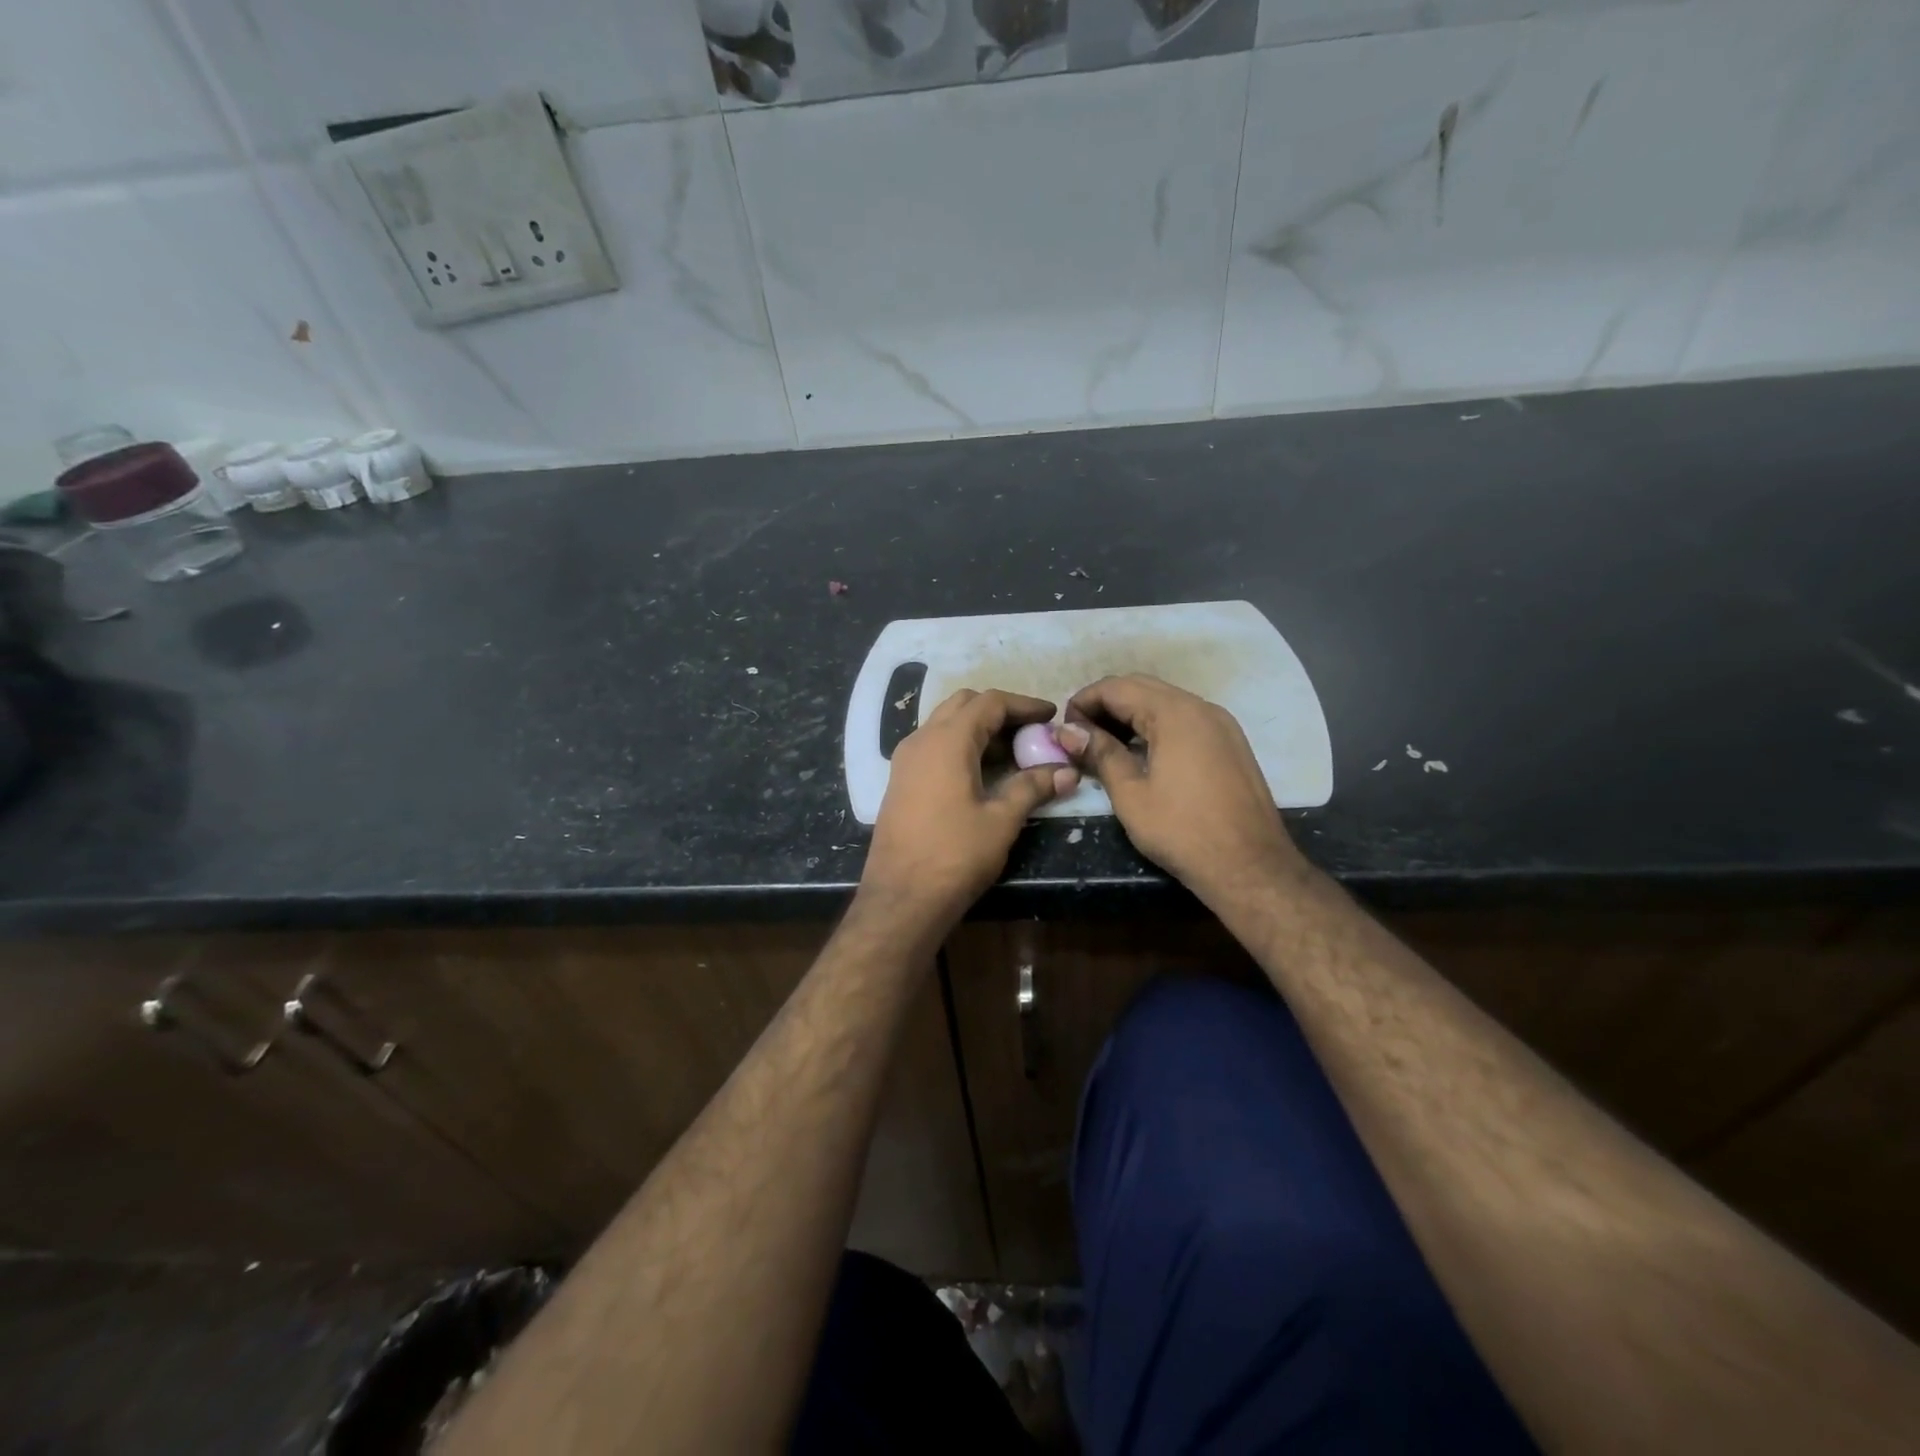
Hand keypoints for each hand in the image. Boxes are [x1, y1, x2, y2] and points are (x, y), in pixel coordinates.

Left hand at [861, 689, 1078, 930]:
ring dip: (978, 728)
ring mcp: (905, 760)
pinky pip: (933, 746)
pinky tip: (981, 772)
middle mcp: (921, 740)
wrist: (901, 897)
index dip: (1024, 705)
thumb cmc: (955, 855)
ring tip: (1011, 752)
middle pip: (964, 704)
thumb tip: (1067, 772)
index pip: (990, 702)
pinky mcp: (900, 781)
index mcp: (947, 741)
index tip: (1051, 715)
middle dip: (999, 711)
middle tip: (1031, 732)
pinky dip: (960, 746)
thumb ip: (1032, 788)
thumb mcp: (1001, 820)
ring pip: (945, 724)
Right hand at [1058, 674, 1305, 904]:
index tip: (1065, 730)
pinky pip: (1186, 719)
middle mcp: (1201, 707)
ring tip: (1105, 746)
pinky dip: (1157, 726)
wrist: (1251, 867)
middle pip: (1142, 687)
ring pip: (1166, 701)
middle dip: (1106, 705)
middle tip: (1081, 736)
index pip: (1117, 687)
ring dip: (1131, 714)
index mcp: (1175, 713)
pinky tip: (1142, 754)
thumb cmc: (1183, 832)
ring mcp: (1221, 724)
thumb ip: (1100, 754)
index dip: (1084, 702)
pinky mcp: (1231, 743)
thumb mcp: (1131, 795)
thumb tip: (1067, 731)